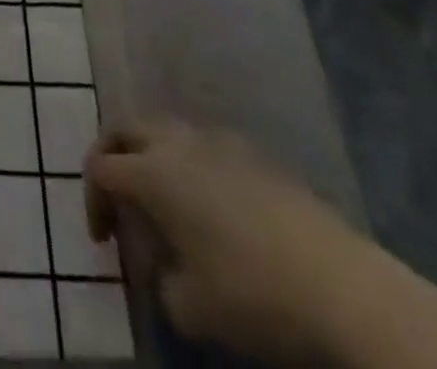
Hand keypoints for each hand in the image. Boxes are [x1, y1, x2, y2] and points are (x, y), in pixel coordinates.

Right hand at [85, 119, 387, 363]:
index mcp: (152, 172)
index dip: (93, 200)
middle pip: (127, 128)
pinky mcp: (258, 155)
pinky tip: (213, 206)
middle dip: (113, 156)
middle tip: (117, 195)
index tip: (104, 241)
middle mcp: (178, 142)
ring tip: (165, 199)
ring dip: (154, 155)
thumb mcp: (190, 307)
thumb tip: (167, 267)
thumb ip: (160, 278)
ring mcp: (220, 142)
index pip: (101, 168)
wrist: (344, 289)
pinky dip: (193, 164)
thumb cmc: (252, 294)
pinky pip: (207, 146)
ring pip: (168, 130)